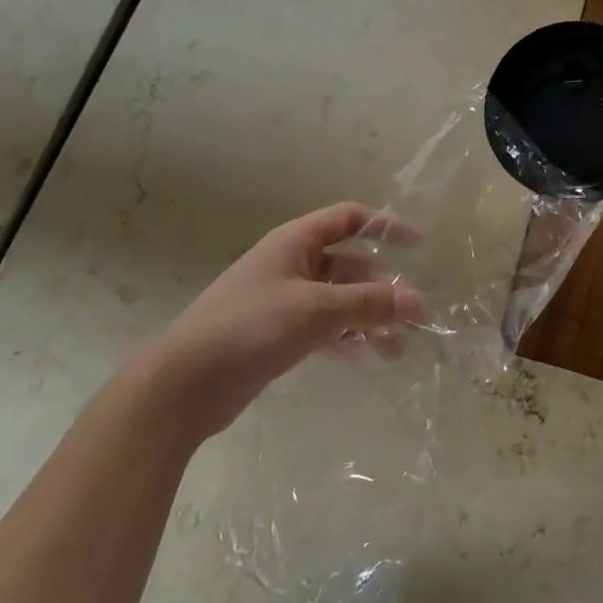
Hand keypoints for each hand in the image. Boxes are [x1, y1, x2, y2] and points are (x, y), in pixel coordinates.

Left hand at [134, 202, 421, 438]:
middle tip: (413, 317)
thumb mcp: (314, 310)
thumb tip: (418, 300)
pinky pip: (324, 327)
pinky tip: (364, 359)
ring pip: (339, 301)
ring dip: (368, 319)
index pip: (348, 219)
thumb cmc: (249, 328)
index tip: (418, 246)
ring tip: (396, 350)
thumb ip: (368, 304)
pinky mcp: (279, 333)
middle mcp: (292, 264)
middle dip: (382, 288)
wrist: (184, 384)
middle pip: (349, 265)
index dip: (383, 226)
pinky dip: (346, 338)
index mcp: (296, 242)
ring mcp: (284, 300)